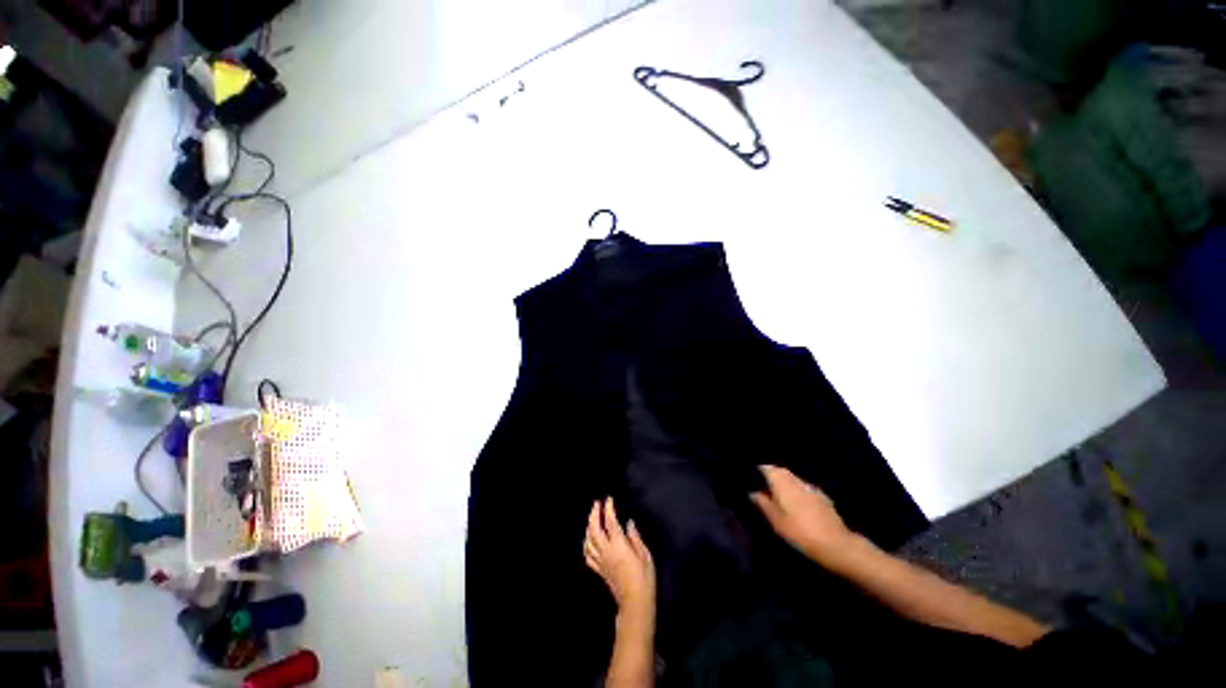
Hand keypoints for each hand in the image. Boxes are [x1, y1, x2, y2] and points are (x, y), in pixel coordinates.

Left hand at [584, 498, 655, 620]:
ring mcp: (601, 561)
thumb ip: (635, 538)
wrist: (635, 603)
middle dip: (594, 514)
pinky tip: (588, 540)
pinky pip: (588, 556)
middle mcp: (606, 551)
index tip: (608, 499)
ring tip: (592, 518)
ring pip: (588, 541)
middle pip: (594, 529)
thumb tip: (629, 523)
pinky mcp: (599, 570)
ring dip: (588, 527)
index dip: (608, 509)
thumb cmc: (644, 578)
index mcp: (619, 545)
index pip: (610, 522)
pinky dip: (586, 545)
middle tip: (596, 504)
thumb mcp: (645, 555)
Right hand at [750, 465, 857, 566]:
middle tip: (763, 486)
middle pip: (781, 471)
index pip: (768, 469)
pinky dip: (797, 490)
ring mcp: (811, 488)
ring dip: (785, 482)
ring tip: (778, 494)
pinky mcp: (823, 497)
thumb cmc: (801, 533)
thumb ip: (764, 505)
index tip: (752, 477)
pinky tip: (797, 503)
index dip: (759, 471)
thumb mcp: (777, 522)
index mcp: (783, 484)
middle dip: (772, 475)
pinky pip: (805, 487)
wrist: (837, 545)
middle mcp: (797, 481)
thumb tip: (753, 493)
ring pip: (794, 479)